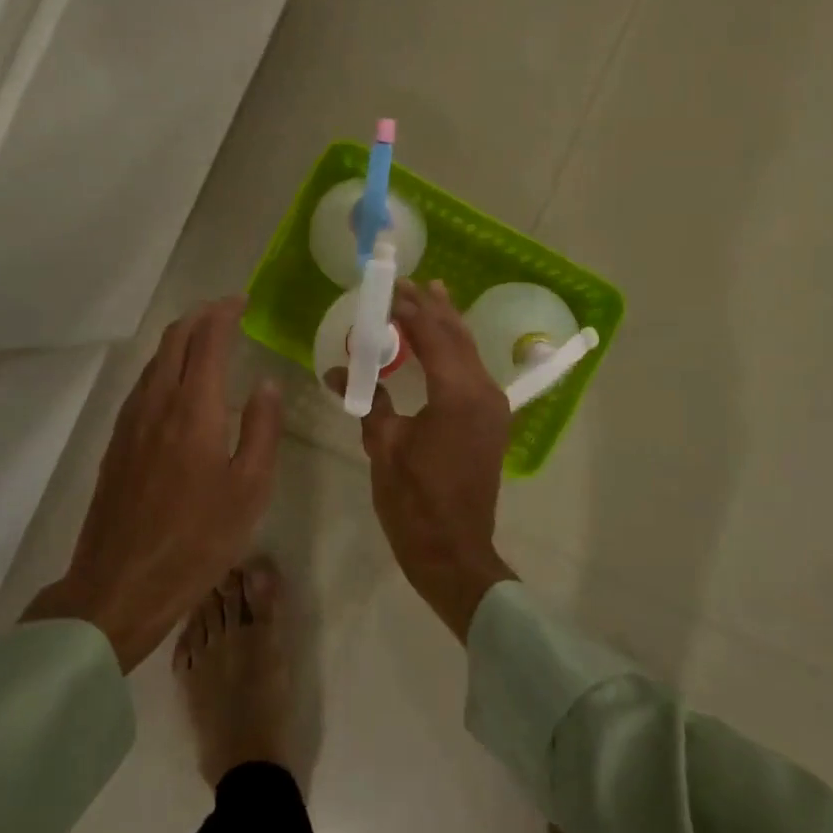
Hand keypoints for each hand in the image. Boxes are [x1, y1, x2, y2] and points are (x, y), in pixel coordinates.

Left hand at [24, 299, 281, 671]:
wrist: (119, 584)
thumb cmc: (197, 539)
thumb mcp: (250, 488)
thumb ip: (261, 429)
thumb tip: (266, 384)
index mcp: (193, 409)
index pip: (207, 340)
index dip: (224, 313)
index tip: (242, 301)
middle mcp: (156, 403)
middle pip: (173, 340)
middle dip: (200, 316)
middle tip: (226, 311)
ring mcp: (130, 423)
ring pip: (154, 361)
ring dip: (179, 340)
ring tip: (205, 341)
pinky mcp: (116, 444)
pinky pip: (142, 385)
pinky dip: (164, 366)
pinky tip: (176, 386)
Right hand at [332, 280, 516, 641]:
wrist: (454, 551)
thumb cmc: (414, 501)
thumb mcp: (383, 447)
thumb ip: (368, 401)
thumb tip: (339, 371)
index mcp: (456, 393)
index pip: (432, 335)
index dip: (410, 309)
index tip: (388, 288)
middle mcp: (482, 391)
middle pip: (457, 336)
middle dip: (433, 307)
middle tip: (409, 282)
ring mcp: (493, 406)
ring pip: (470, 351)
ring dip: (448, 324)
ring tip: (433, 295)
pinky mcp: (492, 421)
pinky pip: (473, 371)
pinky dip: (456, 350)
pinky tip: (443, 343)